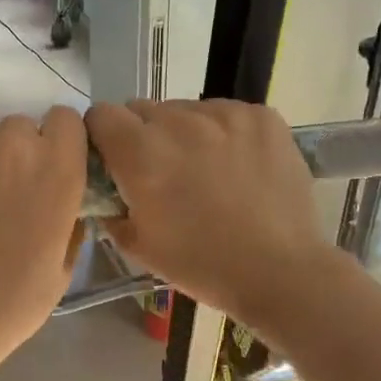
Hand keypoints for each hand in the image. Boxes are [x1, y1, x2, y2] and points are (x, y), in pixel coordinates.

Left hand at [0, 109, 88, 380]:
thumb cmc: (7, 306)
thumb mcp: (60, 272)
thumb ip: (69, 225)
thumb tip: (67, 206)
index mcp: (58, 173)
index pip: (67, 120)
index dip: (58, 140)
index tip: (49, 164)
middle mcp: (15, 148)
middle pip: (21, 125)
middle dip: (16, 151)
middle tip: (2, 190)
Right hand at [86, 99, 334, 327]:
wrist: (279, 271)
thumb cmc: (201, 265)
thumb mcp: (138, 246)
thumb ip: (110, 207)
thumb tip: (107, 190)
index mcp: (141, 154)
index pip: (101, 115)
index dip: (102, 137)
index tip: (114, 161)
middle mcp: (179, 122)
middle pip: (143, 109)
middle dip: (143, 136)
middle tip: (162, 173)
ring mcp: (225, 114)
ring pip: (186, 110)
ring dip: (184, 133)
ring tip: (205, 171)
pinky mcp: (261, 116)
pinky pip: (226, 113)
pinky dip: (223, 133)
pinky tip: (237, 167)